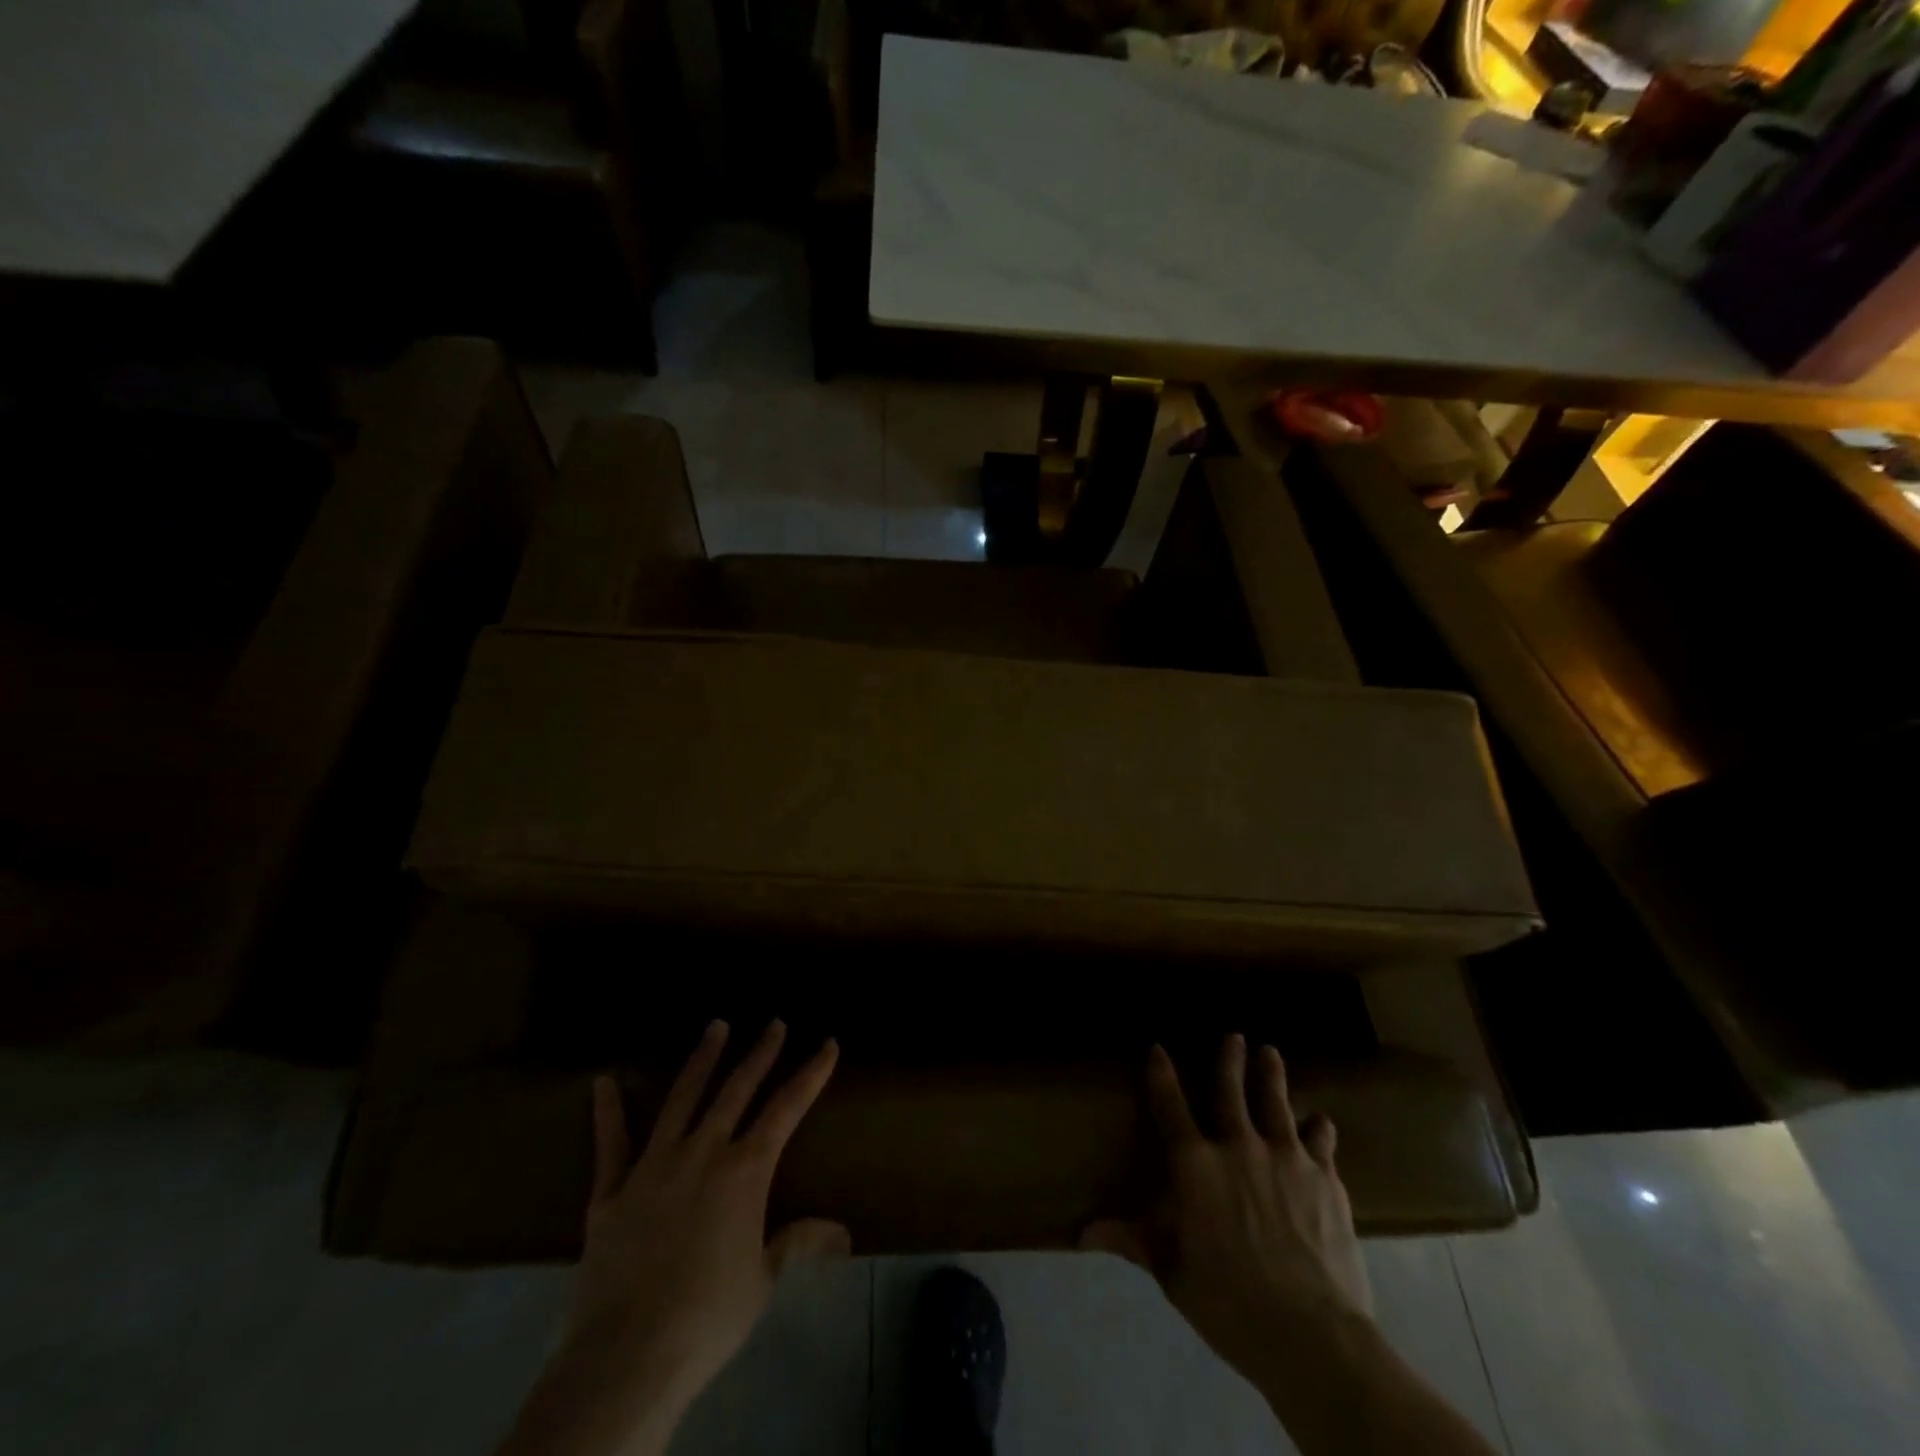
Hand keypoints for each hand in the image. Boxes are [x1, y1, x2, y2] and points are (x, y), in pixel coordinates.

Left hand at [511, 1020, 845, 1455]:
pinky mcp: (612, 1190)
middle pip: (736, 1089)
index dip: (811, 1074)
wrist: (628, 1355)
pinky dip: (607, 1112)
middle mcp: (703, 1152)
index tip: (828, 1044)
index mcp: (745, 1171)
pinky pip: (611, 1143)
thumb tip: (842, 1233)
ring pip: (682, 1098)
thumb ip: (798, 1242)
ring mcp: (654, 1166)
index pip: (787, 1108)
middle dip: (760, 1053)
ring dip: (702, 1060)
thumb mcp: (763, 1279)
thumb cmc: (708, 1316)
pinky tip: (603, 1082)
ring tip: (716, 1026)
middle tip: (774, 1023)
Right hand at [1082, 1036, 1371, 1381]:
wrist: (1312, 1334)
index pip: (1170, 1107)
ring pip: (1276, 1103)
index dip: (1161, 1075)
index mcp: (1195, 1166)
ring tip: (1270, 1053)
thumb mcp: (1172, 1272)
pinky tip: (1323, 1121)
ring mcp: (1285, 1158)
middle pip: (1230, 1091)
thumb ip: (1133, 1240)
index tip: (1158, 1048)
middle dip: (1229, 1060)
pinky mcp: (1325, 1178)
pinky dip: (1319, 1130)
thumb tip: (1083, 1232)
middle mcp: (1238, 1146)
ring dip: (1271, 1075)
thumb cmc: (1229, 1302)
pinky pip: (1320, 1143)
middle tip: (1234, 1035)